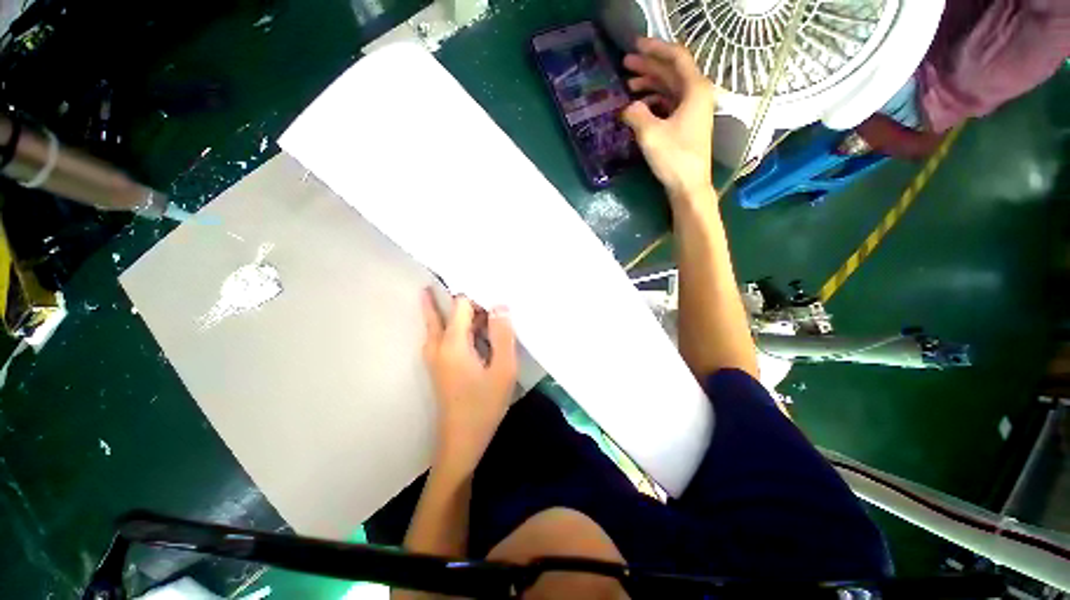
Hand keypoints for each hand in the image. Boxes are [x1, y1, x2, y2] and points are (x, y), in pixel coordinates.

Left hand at [421, 288, 516, 477]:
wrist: (461, 439)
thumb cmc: (483, 406)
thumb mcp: (503, 371)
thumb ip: (503, 336)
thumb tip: (500, 305)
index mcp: (452, 342)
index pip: (461, 304)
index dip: (477, 295)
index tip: (493, 288)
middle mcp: (437, 344)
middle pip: (444, 311)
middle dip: (458, 298)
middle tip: (473, 282)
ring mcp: (433, 357)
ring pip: (439, 324)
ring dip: (454, 313)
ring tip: (471, 301)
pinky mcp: (437, 367)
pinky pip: (442, 337)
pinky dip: (453, 328)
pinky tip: (470, 331)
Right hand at [621, 37, 716, 201]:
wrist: (690, 188)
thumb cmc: (675, 158)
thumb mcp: (649, 131)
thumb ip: (635, 111)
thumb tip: (629, 107)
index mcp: (695, 91)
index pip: (678, 57)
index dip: (657, 47)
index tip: (636, 44)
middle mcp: (697, 96)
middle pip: (672, 70)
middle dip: (649, 63)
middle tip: (624, 61)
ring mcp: (693, 109)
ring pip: (670, 84)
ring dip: (649, 79)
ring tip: (627, 81)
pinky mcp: (688, 122)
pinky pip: (670, 99)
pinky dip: (653, 96)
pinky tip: (637, 101)